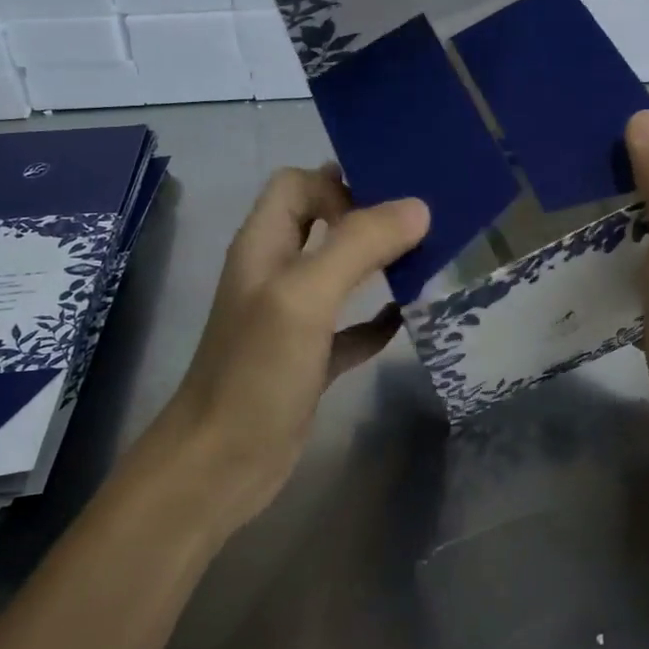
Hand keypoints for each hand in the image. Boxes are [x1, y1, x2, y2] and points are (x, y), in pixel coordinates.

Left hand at [155, 166, 429, 534]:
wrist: (221, 465)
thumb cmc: (256, 371)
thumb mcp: (305, 297)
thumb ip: (358, 246)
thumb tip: (417, 208)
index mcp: (264, 245)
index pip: (297, 185)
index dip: (337, 184)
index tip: (387, 205)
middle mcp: (276, 273)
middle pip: (322, 223)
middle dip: (368, 217)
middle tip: (424, 224)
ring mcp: (291, 318)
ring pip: (339, 273)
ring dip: (378, 265)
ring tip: (428, 260)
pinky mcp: (309, 359)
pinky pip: (349, 327)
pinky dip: (376, 319)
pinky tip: (407, 320)